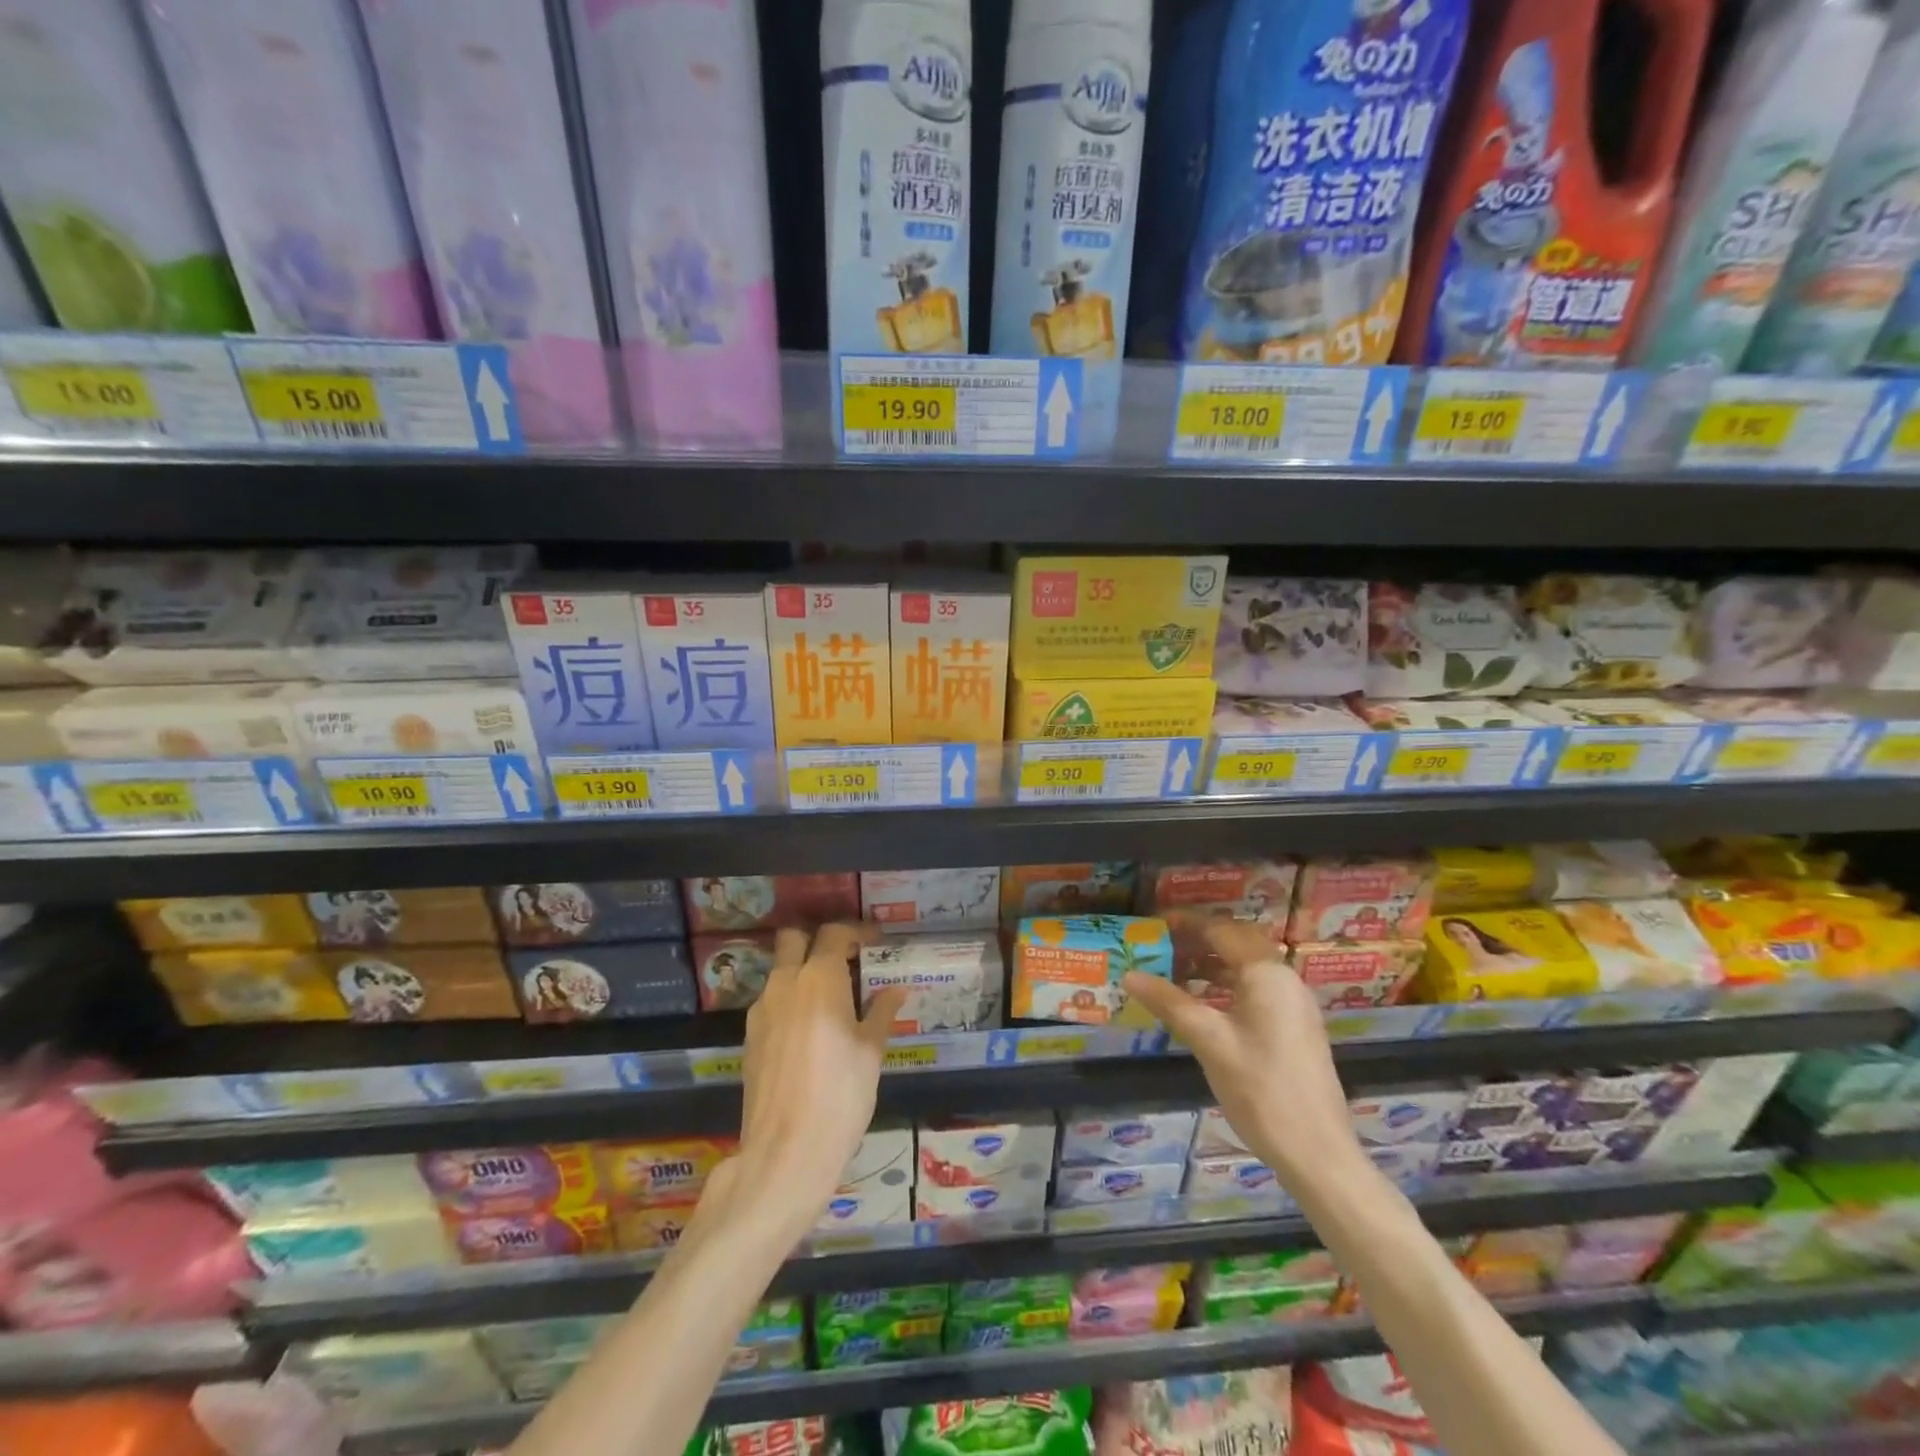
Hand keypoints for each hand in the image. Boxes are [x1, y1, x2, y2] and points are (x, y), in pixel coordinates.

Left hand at [715, 924, 903, 1238]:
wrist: (785, 1153)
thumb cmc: (840, 1096)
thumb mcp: (871, 1052)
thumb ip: (882, 1012)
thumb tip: (896, 989)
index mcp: (819, 978)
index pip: (834, 933)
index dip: (856, 931)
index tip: (875, 942)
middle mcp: (785, 983)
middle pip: (794, 938)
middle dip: (818, 939)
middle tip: (845, 958)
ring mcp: (762, 1009)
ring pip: (780, 969)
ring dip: (802, 969)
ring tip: (831, 996)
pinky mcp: (749, 1036)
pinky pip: (772, 999)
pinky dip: (791, 998)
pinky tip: (810, 1028)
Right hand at [1122, 921, 1362, 1187]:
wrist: (1317, 1153)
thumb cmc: (1260, 1090)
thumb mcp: (1208, 1041)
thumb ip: (1169, 1002)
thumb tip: (1130, 975)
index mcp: (1267, 974)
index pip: (1221, 930)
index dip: (1186, 923)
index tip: (1153, 923)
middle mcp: (1284, 979)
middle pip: (1236, 943)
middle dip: (1197, 940)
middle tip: (1159, 946)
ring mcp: (1293, 1004)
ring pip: (1245, 967)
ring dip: (1210, 964)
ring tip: (1171, 973)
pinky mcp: (1294, 1027)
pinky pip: (1254, 989)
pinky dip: (1225, 985)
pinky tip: (1200, 1004)